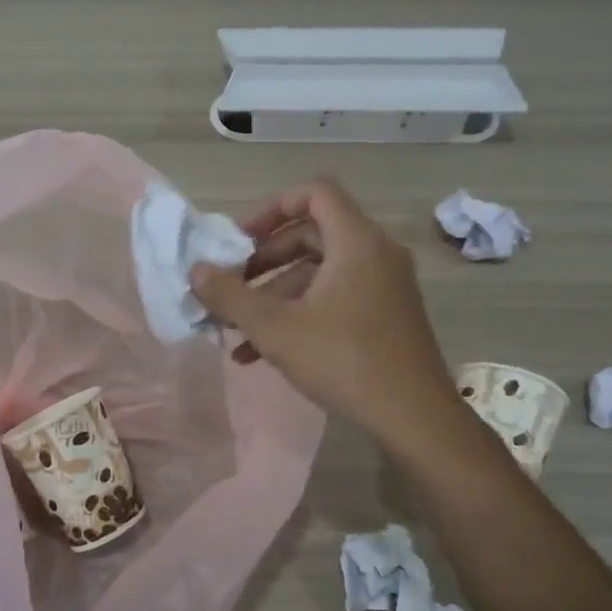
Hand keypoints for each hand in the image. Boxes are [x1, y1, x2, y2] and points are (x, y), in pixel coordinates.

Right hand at [192, 179, 456, 449]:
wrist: (415, 417)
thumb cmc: (343, 360)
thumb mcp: (275, 328)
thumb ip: (230, 296)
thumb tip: (196, 270)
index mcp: (356, 241)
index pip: (314, 193)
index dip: (272, 208)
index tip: (241, 239)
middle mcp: (376, 253)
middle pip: (312, 234)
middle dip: (265, 260)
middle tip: (233, 284)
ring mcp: (384, 285)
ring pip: (320, 272)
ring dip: (275, 294)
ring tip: (236, 329)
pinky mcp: (386, 314)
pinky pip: (336, 297)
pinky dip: (300, 313)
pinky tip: (260, 353)